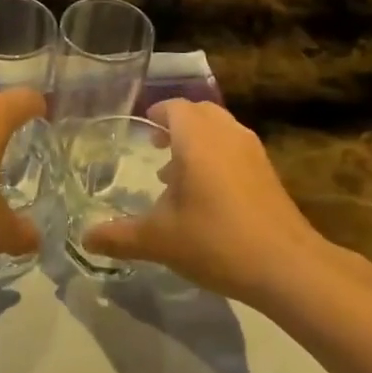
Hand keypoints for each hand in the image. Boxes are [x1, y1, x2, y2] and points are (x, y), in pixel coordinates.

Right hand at [84, 101, 331, 301]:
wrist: (286, 265)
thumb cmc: (215, 240)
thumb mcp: (159, 240)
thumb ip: (119, 236)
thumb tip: (84, 239)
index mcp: (196, 137)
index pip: (174, 107)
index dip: (156, 113)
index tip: (142, 125)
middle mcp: (226, 133)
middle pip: (200, 113)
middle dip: (177, 124)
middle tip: (155, 145)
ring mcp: (252, 151)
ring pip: (220, 130)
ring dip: (198, 141)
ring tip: (175, 173)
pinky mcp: (268, 172)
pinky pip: (235, 148)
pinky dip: (217, 156)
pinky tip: (206, 194)